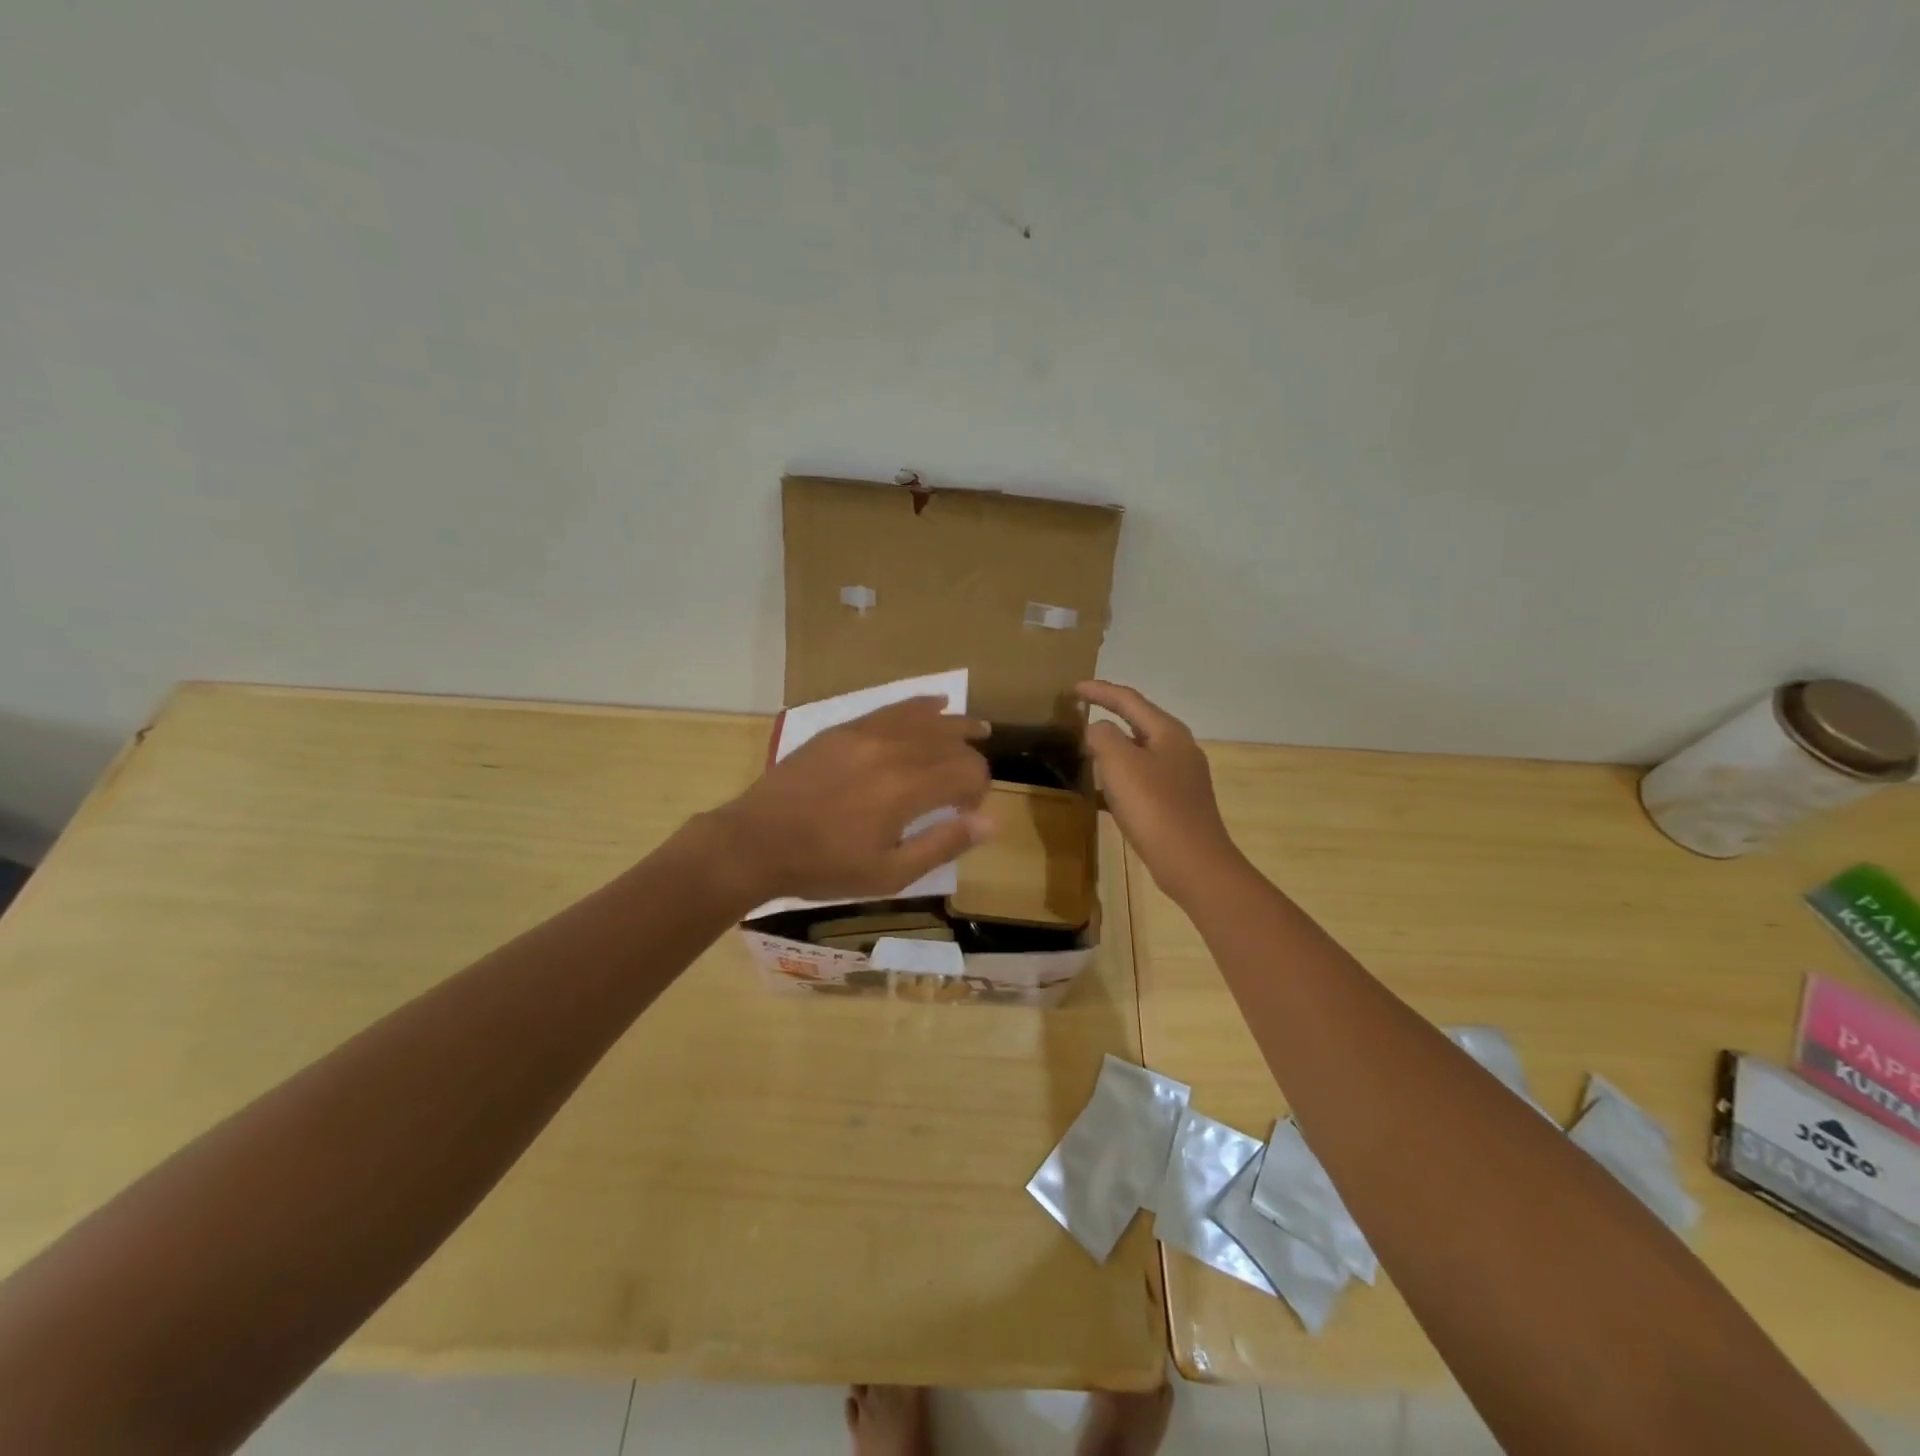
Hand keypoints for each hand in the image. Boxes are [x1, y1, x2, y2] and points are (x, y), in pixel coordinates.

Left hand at [709, 697, 992, 904]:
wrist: (756, 842)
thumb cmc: (825, 866)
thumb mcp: (890, 873)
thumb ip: (943, 844)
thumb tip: (990, 822)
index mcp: (906, 788)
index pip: (968, 771)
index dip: (979, 790)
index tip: (967, 812)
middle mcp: (893, 749)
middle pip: (951, 742)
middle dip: (970, 761)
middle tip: (967, 787)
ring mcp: (866, 733)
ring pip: (925, 718)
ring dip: (956, 724)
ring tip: (978, 729)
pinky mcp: (844, 728)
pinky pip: (892, 708)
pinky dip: (920, 706)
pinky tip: (936, 704)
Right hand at [1078, 681, 1244, 903]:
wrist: (1193, 863)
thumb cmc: (1154, 807)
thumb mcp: (1120, 763)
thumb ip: (1103, 736)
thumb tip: (1097, 729)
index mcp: (1168, 732)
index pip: (1129, 700)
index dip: (1100, 691)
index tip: (1073, 688)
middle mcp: (1179, 749)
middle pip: (1138, 723)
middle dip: (1109, 717)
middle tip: (1079, 716)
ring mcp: (1181, 778)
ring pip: (1140, 753)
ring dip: (1113, 749)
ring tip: (1086, 752)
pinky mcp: (1177, 803)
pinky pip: (1142, 780)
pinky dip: (1120, 778)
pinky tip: (1103, 793)